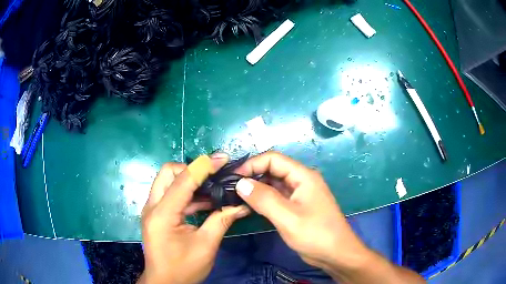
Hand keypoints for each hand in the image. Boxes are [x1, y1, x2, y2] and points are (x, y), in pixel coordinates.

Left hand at [139, 154, 249, 283]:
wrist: (164, 283)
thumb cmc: (183, 268)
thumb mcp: (206, 246)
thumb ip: (221, 221)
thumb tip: (241, 205)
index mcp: (162, 214)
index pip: (182, 180)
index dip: (204, 167)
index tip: (223, 160)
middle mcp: (152, 206)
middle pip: (168, 172)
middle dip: (191, 170)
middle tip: (213, 176)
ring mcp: (152, 210)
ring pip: (168, 182)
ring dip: (189, 181)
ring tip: (213, 187)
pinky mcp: (156, 215)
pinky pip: (170, 196)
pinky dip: (187, 194)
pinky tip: (204, 202)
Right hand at [233, 152, 366, 270]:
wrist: (336, 254)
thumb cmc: (315, 234)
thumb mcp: (288, 217)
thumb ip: (264, 199)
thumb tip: (240, 183)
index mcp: (303, 176)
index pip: (273, 159)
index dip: (252, 164)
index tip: (233, 177)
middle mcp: (301, 181)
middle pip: (273, 169)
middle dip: (253, 175)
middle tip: (232, 187)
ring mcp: (300, 195)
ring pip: (274, 184)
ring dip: (257, 188)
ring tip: (237, 195)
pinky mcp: (297, 207)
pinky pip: (277, 197)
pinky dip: (263, 199)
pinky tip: (251, 206)